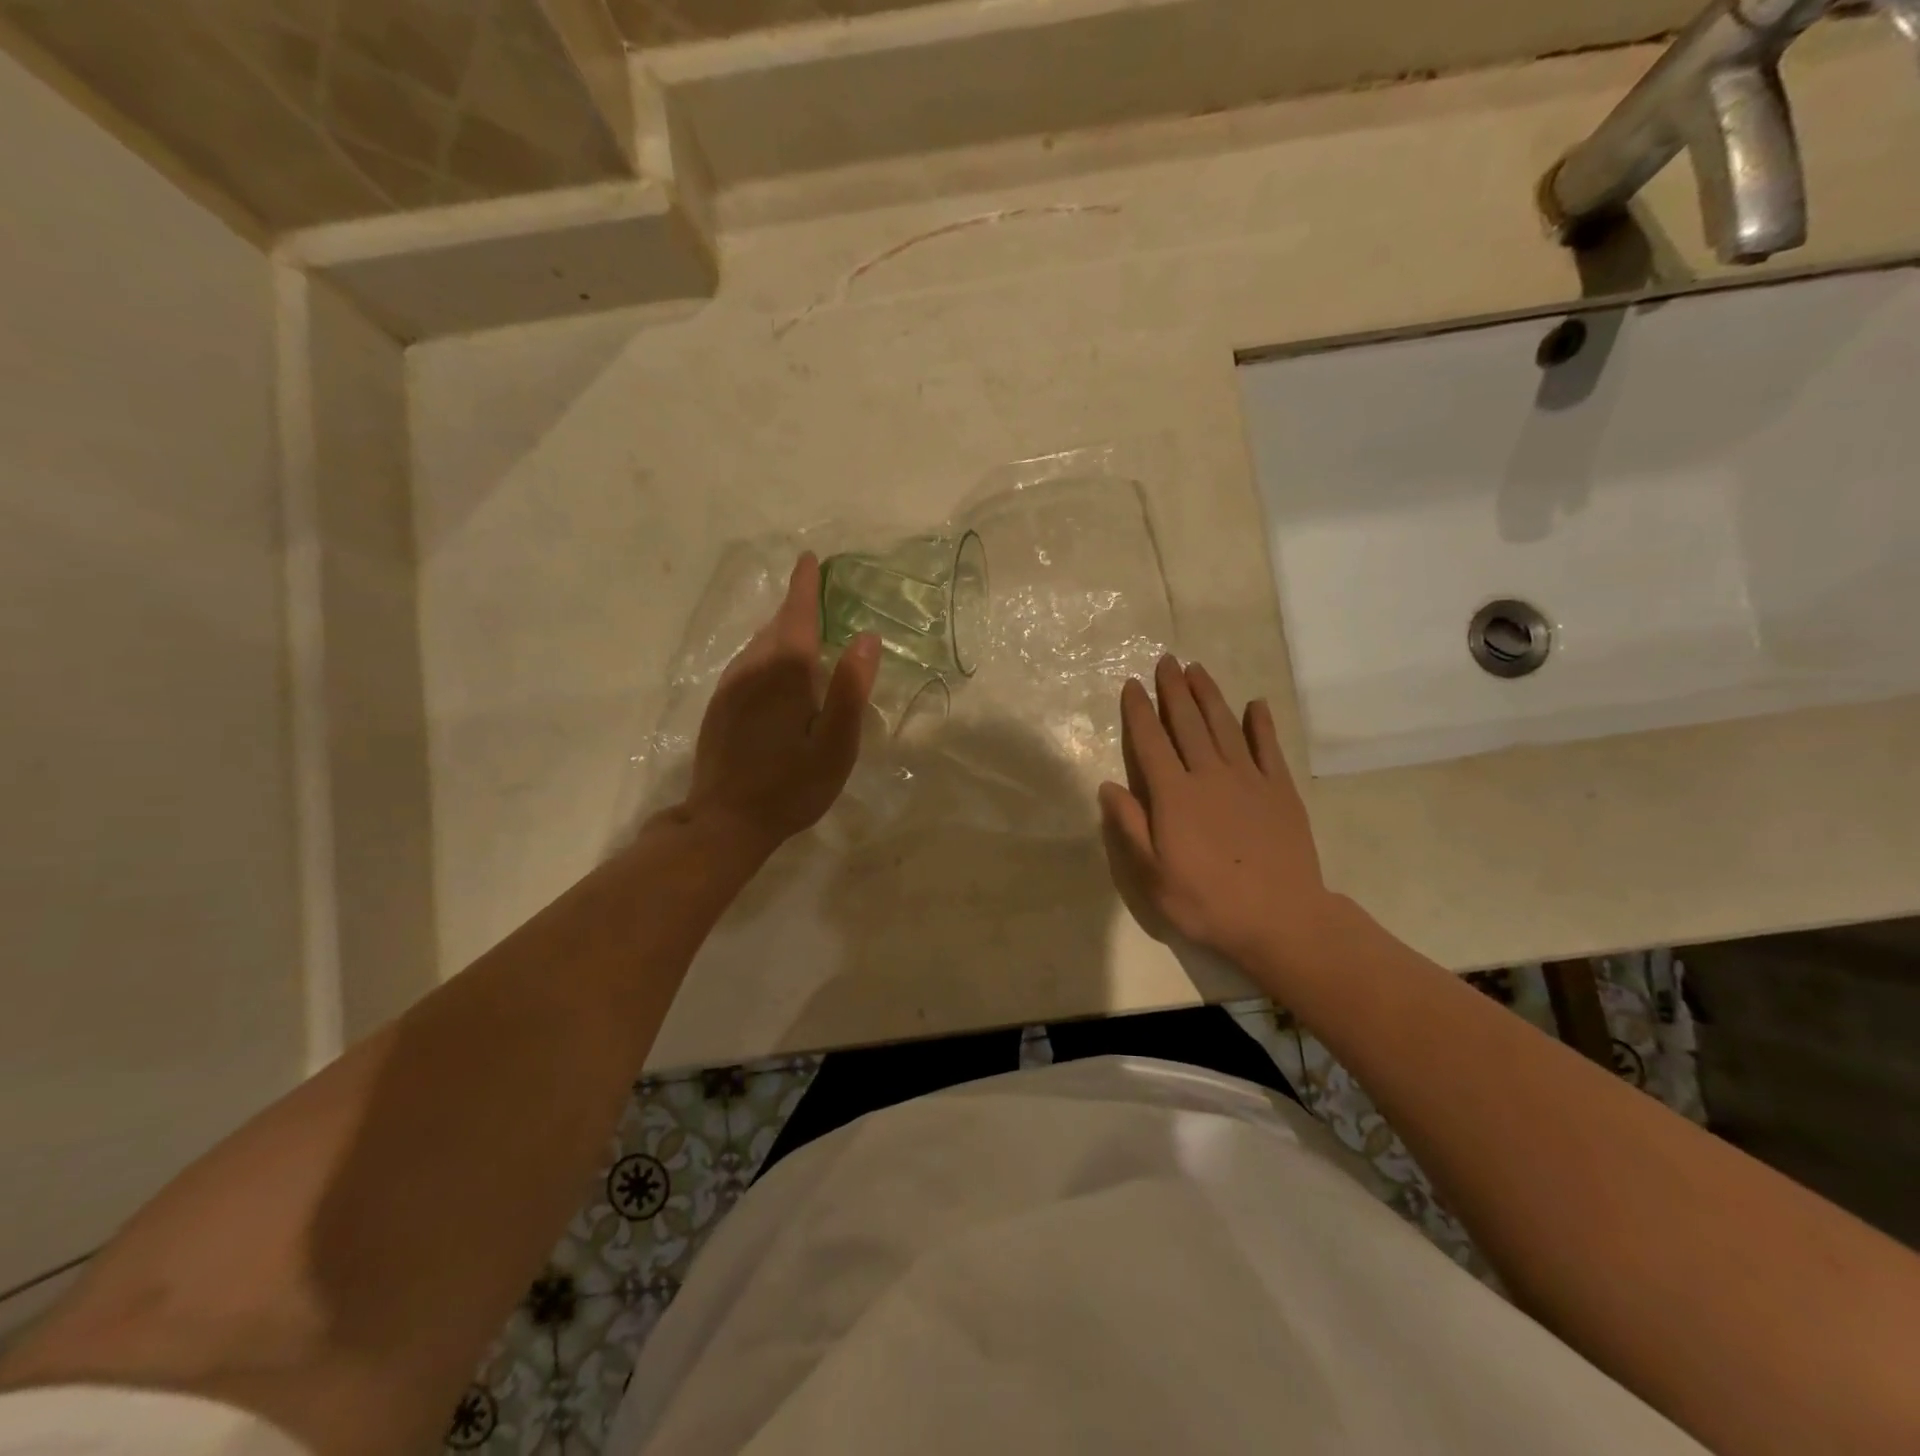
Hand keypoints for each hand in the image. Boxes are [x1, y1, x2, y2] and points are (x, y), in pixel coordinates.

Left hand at [683, 554, 879, 854]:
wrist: (725, 822)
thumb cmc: (791, 787)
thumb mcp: (836, 745)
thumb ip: (851, 690)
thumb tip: (866, 638)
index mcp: (785, 674)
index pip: (798, 616)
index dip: (805, 587)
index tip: (810, 559)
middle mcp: (752, 670)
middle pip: (776, 627)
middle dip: (795, 607)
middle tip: (815, 594)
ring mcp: (729, 689)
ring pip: (757, 646)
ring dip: (779, 631)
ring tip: (800, 630)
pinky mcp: (718, 708)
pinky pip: (745, 665)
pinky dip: (764, 654)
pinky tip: (772, 672)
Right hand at [1098, 656, 1334, 976]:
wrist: (1281, 920)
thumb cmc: (1207, 902)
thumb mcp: (1152, 876)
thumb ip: (1129, 827)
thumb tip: (1108, 786)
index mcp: (1174, 795)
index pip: (1150, 742)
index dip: (1139, 711)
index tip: (1132, 683)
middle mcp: (1209, 775)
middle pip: (1187, 723)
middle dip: (1174, 689)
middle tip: (1166, 660)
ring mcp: (1249, 780)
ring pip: (1224, 726)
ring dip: (1209, 695)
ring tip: (1198, 669)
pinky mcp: (1280, 791)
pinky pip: (1268, 747)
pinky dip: (1261, 724)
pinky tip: (1255, 704)